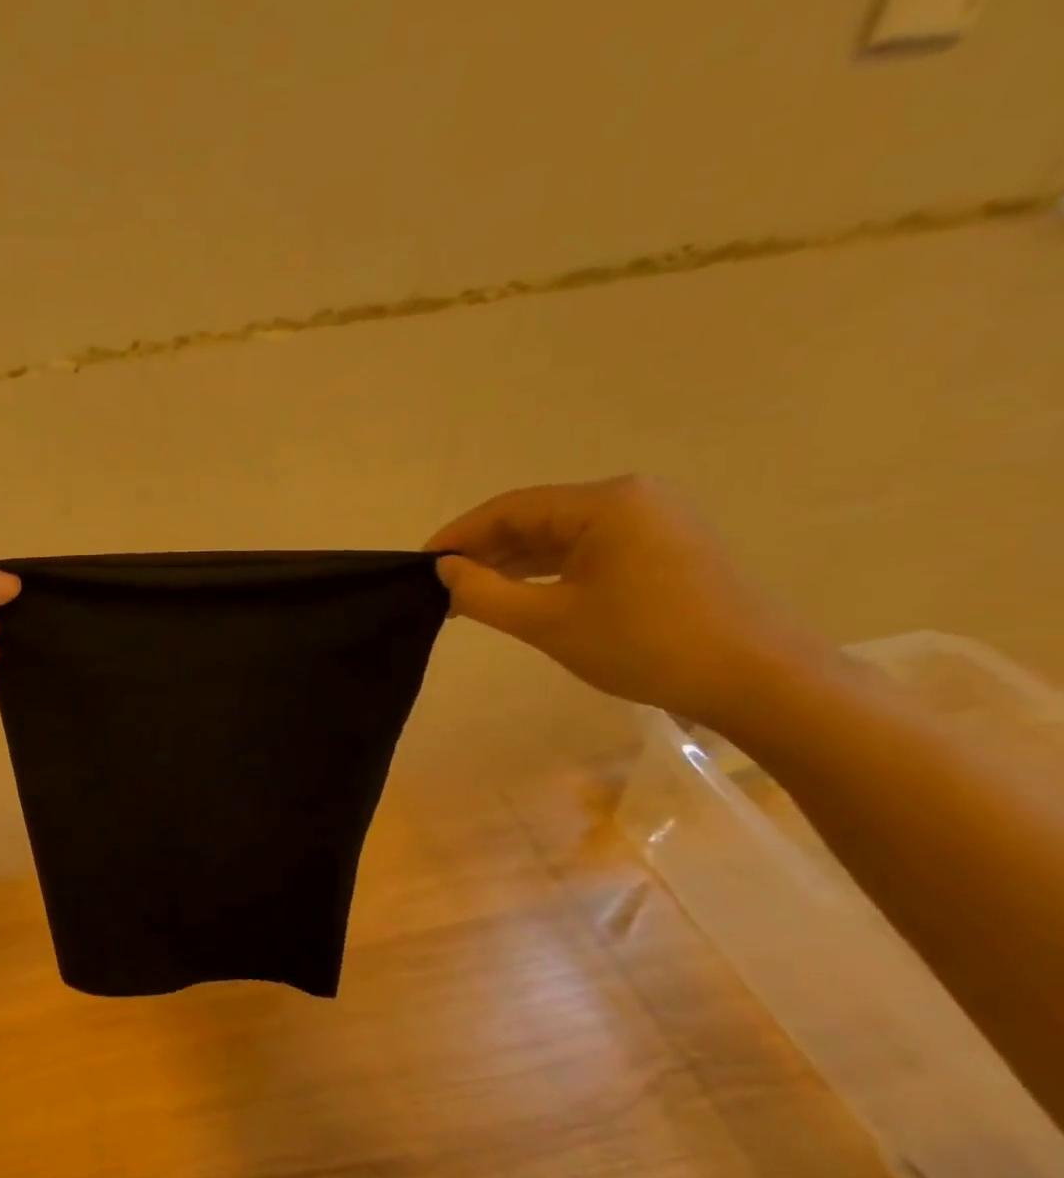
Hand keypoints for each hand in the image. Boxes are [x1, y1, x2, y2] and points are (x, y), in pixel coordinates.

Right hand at [425, 476, 820, 730]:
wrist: (757, 679)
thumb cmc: (646, 645)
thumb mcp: (549, 622)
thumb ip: (485, 593)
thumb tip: (444, 571)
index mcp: (605, 502)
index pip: (510, 509)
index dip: (459, 536)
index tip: (420, 566)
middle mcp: (630, 499)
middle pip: (535, 518)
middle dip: (485, 552)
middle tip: (441, 588)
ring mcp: (652, 522)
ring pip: (561, 537)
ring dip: (514, 564)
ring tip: (471, 597)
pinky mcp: (664, 549)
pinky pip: (588, 551)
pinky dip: (549, 572)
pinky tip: (521, 595)